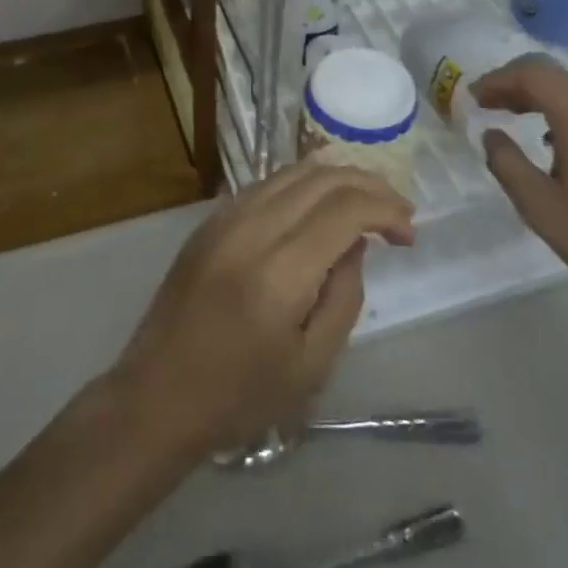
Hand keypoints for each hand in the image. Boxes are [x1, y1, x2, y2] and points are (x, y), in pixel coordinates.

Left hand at [110, 164, 414, 459]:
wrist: (157, 393)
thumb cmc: (239, 396)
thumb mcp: (312, 366)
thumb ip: (344, 297)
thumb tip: (355, 244)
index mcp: (279, 271)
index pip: (344, 209)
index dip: (385, 210)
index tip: (409, 233)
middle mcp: (251, 228)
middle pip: (321, 178)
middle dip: (368, 185)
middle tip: (397, 212)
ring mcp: (225, 217)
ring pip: (292, 172)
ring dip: (336, 179)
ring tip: (366, 202)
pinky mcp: (210, 220)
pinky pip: (266, 184)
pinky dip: (303, 185)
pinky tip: (319, 206)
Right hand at [472, 56, 567, 316]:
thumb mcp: (540, 206)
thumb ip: (507, 162)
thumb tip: (491, 134)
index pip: (532, 75)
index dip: (497, 81)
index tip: (472, 98)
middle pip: (553, 76)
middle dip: (515, 84)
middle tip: (485, 104)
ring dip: (539, 95)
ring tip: (510, 116)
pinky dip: (562, 109)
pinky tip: (550, 139)